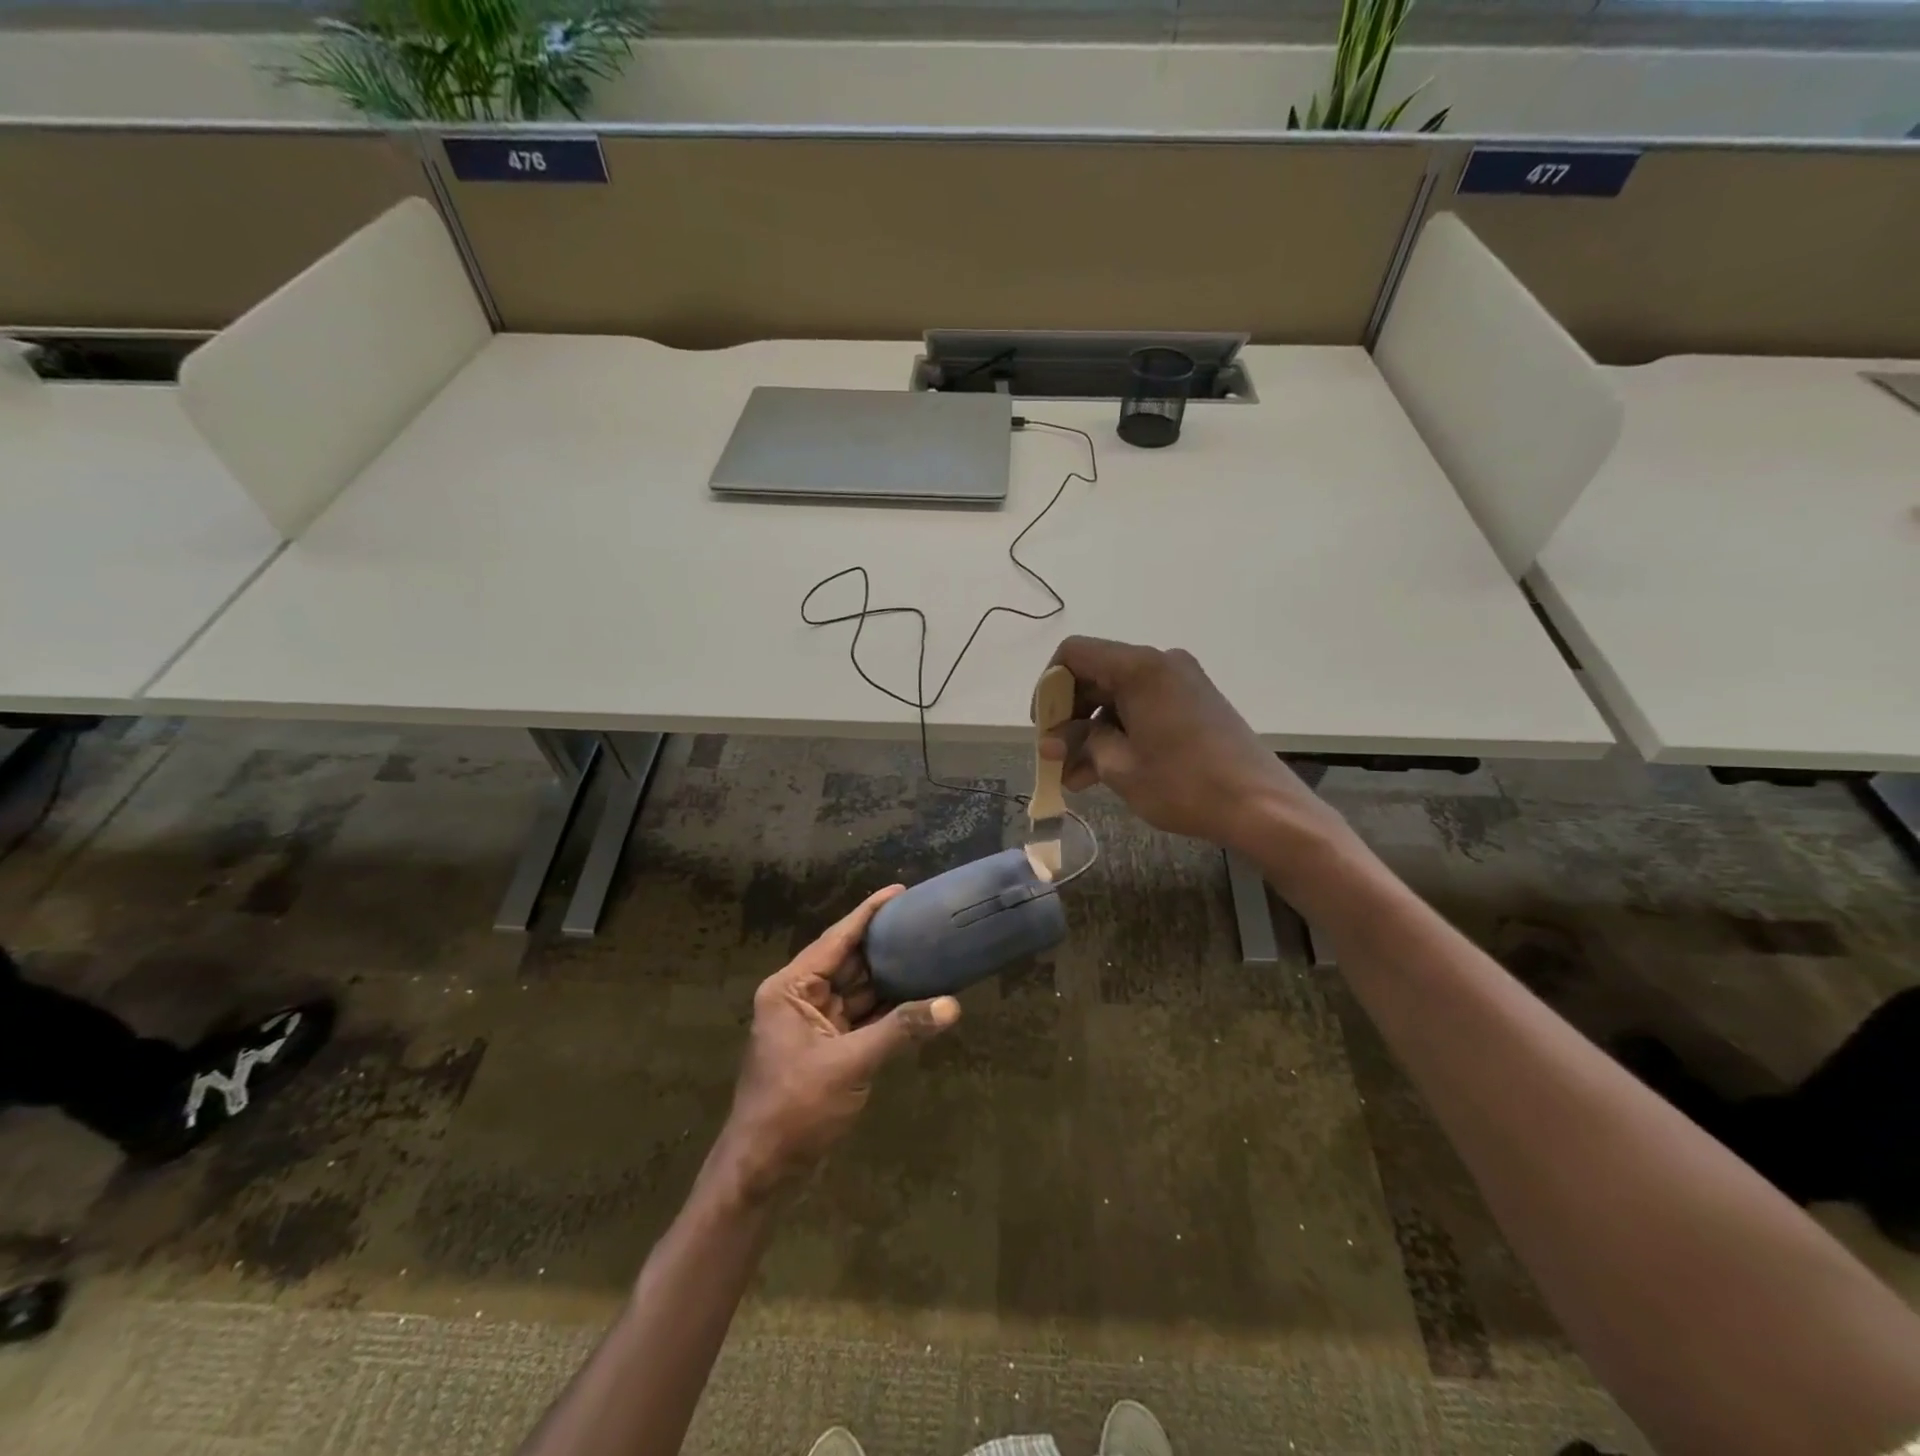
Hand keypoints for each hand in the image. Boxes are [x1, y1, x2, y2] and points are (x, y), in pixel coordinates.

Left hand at [710, 886, 960, 1201]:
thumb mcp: (850, 1064)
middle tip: (925, 922)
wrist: (762, 1171)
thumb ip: (900, 1030)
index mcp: (791, 989)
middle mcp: (800, 998)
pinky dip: (887, 1010)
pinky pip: (861, 1017)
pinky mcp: (827, 1049)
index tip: (899, 891)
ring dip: (889, 978)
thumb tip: (951, 1006)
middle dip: (885, 945)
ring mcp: (814, 1024)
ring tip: (929, 952)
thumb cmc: (795, 1108)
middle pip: (848, 961)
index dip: (868, 914)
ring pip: (858, 990)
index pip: (836, 939)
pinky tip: (918, 997)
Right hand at [1040, 636, 1340, 856]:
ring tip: (1075, 778)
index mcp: (1139, 667)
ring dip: (1092, 733)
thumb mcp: (1119, 766)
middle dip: (1070, 717)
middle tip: (1055, 758)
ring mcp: (1181, 682)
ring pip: (1118, 698)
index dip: (1049, 687)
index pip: (1074, 654)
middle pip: (1096, 675)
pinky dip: (1120, 734)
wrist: (1261, 806)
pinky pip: (1143, 709)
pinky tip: (1103, 773)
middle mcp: (1160, 663)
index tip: (1043, 726)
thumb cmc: (1184, 784)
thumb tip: (1055, 741)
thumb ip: (1080, 743)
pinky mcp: (1195, 703)